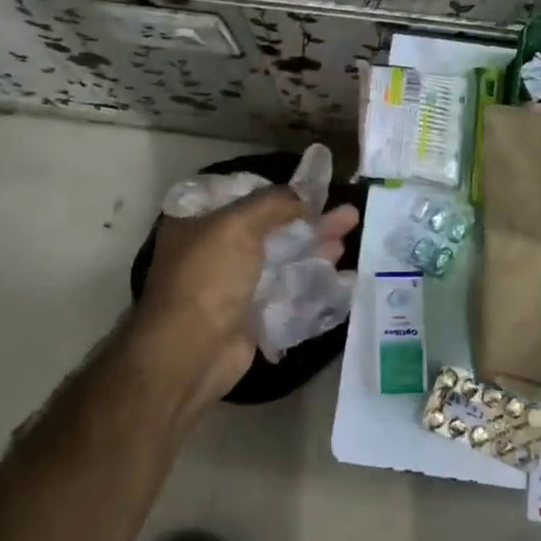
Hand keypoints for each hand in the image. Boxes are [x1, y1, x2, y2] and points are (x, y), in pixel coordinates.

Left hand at [129, 186, 358, 416]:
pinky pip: (288, 290)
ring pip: (284, 258)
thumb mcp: (238, 224)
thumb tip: (306, 193)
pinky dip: (312, 280)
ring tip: (349, 234)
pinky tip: (340, 273)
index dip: (280, 191)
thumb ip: (275, 203)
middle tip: (347, 213)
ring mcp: (235, 283)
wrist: (191, 353)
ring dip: (316, 246)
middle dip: (310, 219)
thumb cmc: (208, 277)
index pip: (245, 195)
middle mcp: (215, 249)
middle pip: (272, 227)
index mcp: (199, 221)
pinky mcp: (253, 313)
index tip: (315, 187)